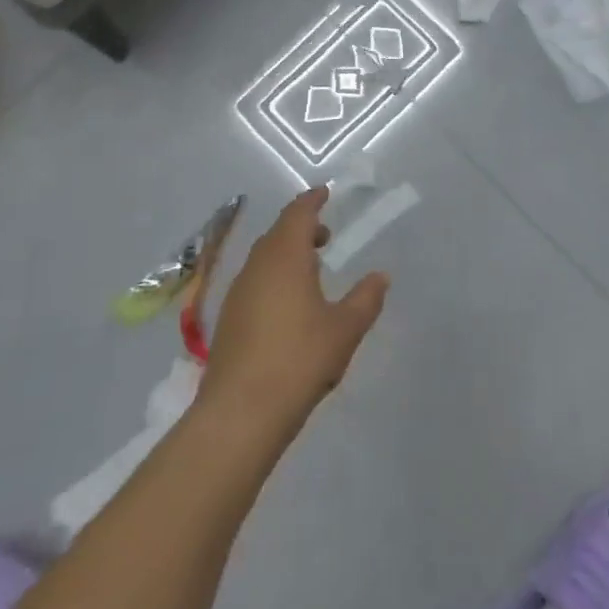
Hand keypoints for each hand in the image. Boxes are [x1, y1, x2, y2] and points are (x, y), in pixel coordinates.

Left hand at [199, 188, 389, 438]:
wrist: (240, 414)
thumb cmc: (299, 360)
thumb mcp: (345, 329)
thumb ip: (366, 299)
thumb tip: (381, 276)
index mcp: (285, 257)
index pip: (298, 214)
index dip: (312, 201)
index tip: (325, 194)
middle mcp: (257, 266)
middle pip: (277, 233)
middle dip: (300, 227)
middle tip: (324, 235)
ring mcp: (238, 293)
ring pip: (263, 258)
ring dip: (286, 253)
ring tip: (311, 269)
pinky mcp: (228, 320)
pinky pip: (254, 281)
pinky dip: (273, 276)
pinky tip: (288, 303)